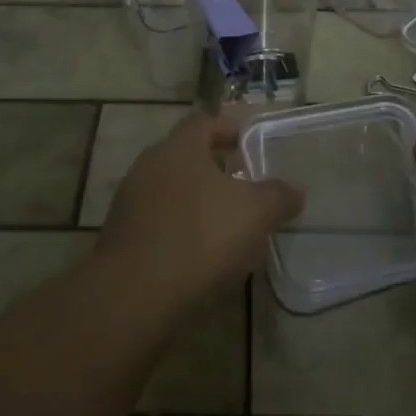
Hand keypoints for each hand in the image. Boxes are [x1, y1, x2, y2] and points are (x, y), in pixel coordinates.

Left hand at [97, 111, 304, 313]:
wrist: (133, 294)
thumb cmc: (199, 237)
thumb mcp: (254, 213)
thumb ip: (278, 196)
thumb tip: (295, 190)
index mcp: (180, 147)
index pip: (204, 121)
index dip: (228, 128)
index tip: (248, 144)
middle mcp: (150, 164)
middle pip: (186, 154)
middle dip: (215, 167)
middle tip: (243, 185)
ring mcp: (131, 200)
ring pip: (171, 188)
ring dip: (196, 199)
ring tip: (225, 224)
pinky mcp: (121, 235)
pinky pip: (157, 220)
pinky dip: (179, 227)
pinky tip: (198, 254)